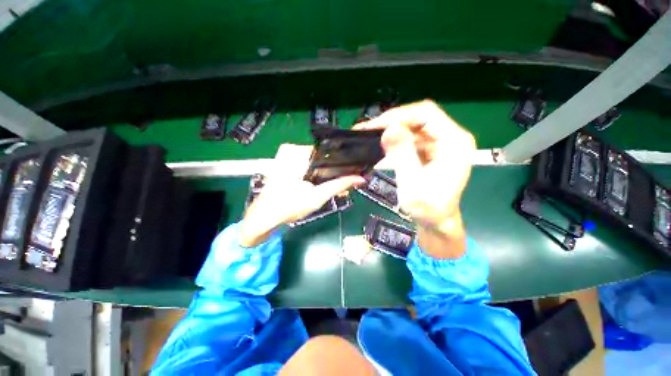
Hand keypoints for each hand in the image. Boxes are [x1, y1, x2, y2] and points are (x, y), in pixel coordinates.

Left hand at [239, 144, 364, 246]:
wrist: (263, 218)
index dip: (342, 164)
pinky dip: (317, 176)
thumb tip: (360, 178)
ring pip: (316, 164)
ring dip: (327, 176)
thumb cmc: (288, 207)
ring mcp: (287, 157)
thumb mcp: (318, 196)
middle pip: (323, 158)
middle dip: (334, 173)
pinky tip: (324, 187)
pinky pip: (308, 167)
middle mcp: (292, 150)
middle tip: (345, 187)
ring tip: (337, 189)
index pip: (329, 151)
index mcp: (298, 152)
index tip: (352, 174)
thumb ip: (339, 185)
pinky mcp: (285, 165)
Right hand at [355, 100, 475, 258]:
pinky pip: (411, 139)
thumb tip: (389, 128)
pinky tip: (381, 146)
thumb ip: (402, 155)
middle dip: (392, 122)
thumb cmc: (428, 208)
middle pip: (419, 118)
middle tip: (368, 129)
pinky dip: (395, 141)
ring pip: (413, 127)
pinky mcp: (431, 151)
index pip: (426, 113)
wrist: (436, 221)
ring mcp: (441, 144)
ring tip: (370, 135)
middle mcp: (451, 138)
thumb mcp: (412, 183)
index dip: (399, 115)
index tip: (375, 125)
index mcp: (454, 142)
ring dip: (391, 131)